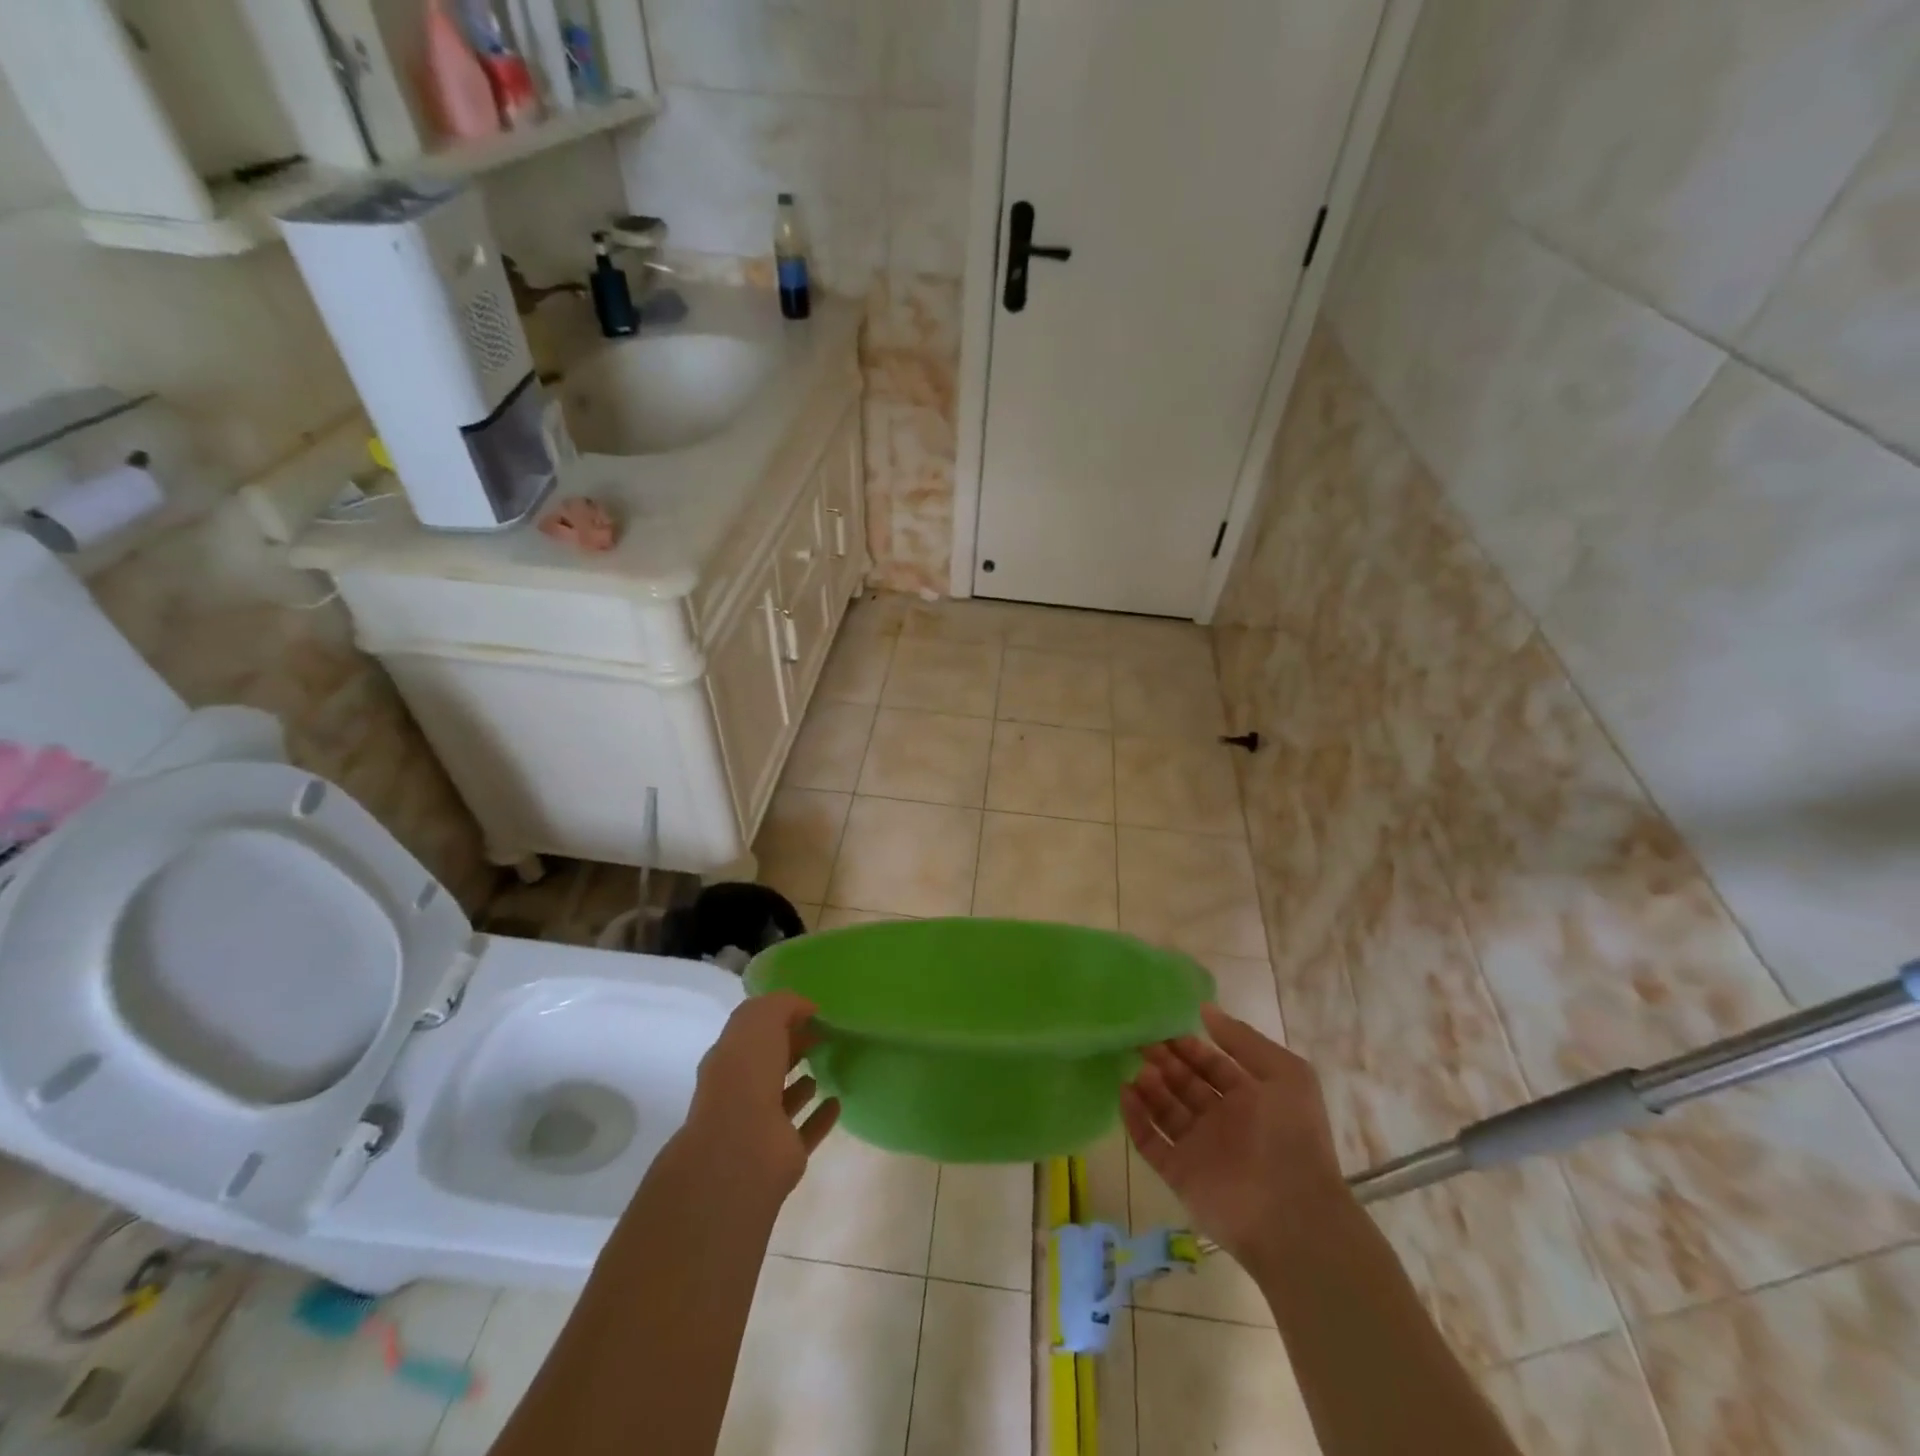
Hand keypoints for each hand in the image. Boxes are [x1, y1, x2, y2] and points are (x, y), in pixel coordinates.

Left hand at [681, 991, 839, 1205]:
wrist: (743, 1150)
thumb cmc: (747, 1075)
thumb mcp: (760, 1020)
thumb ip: (783, 1005)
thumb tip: (806, 1008)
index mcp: (729, 1058)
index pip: (755, 1032)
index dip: (781, 1018)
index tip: (813, 1011)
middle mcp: (741, 1090)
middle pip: (769, 1063)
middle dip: (793, 1047)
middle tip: (825, 1034)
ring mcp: (762, 1124)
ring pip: (784, 1098)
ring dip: (803, 1083)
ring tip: (829, 1064)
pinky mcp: (784, 1152)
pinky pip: (808, 1129)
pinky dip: (822, 1116)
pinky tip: (837, 1102)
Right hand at [1122, 1004, 1350, 1265]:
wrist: (1292, 1215)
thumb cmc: (1292, 1136)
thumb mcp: (1285, 1073)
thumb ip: (1243, 1039)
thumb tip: (1205, 1009)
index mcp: (1250, 1098)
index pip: (1211, 1064)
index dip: (1189, 1046)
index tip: (1164, 1026)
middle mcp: (1222, 1121)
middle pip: (1185, 1084)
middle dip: (1165, 1060)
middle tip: (1142, 1041)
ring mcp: (1199, 1149)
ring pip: (1165, 1110)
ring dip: (1150, 1086)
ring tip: (1140, 1069)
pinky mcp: (1179, 1174)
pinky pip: (1150, 1141)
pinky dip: (1135, 1118)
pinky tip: (1124, 1092)